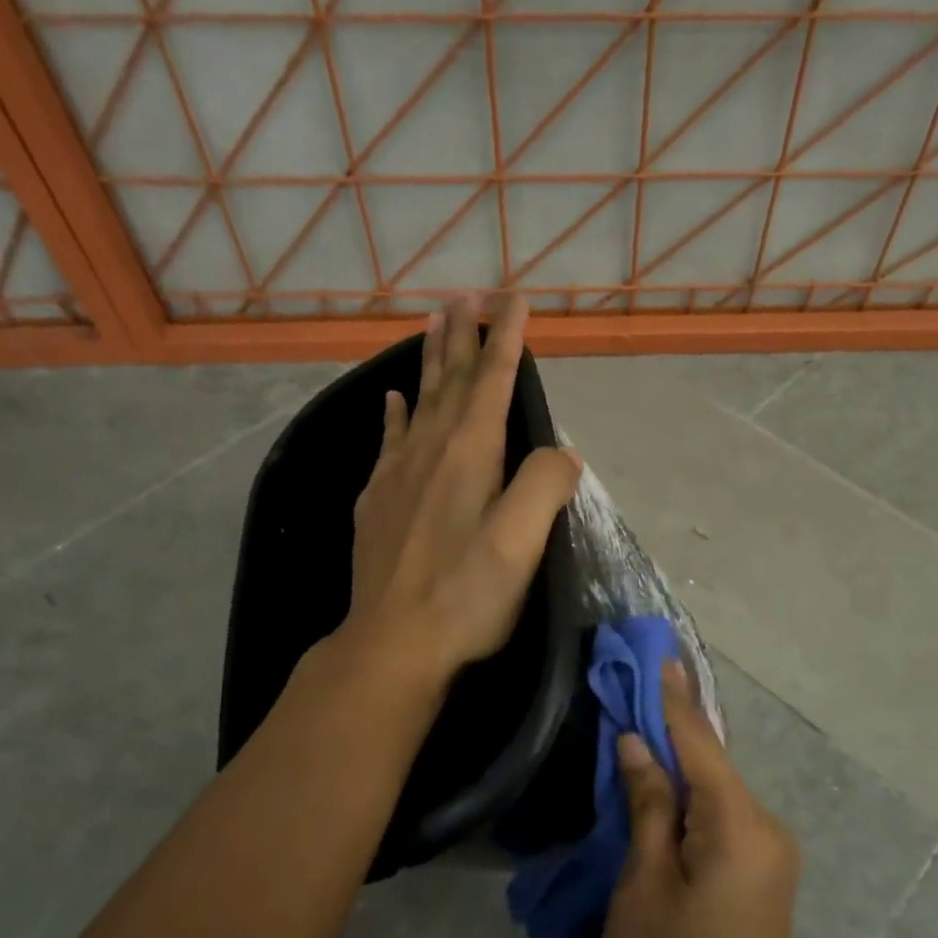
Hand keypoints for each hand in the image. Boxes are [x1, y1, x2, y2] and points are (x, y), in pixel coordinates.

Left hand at [346, 294, 581, 684]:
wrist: (392, 643)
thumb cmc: (466, 595)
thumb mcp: (523, 542)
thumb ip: (546, 485)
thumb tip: (560, 454)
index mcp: (470, 454)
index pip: (492, 379)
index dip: (505, 336)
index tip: (513, 297)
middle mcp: (430, 451)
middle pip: (449, 380)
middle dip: (462, 335)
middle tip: (465, 294)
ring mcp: (396, 475)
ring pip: (417, 401)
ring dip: (428, 361)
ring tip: (432, 323)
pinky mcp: (376, 502)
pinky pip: (387, 440)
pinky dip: (393, 414)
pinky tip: (390, 401)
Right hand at [604, 660, 803, 937]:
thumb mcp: (642, 890)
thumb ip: (647, 807)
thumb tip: (639, 745)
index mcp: (739, 826)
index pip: (699, 743)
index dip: (672, 698)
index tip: (658, 652)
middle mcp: (766, 829)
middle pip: (711, 763)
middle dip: (671, 728)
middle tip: (629, 689)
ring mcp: (770, 856)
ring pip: (714, 791)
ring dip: (677, 765)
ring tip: (635, 730)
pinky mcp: (761, 879)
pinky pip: (721, 820)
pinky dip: (688, 800)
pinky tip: (658, 789)